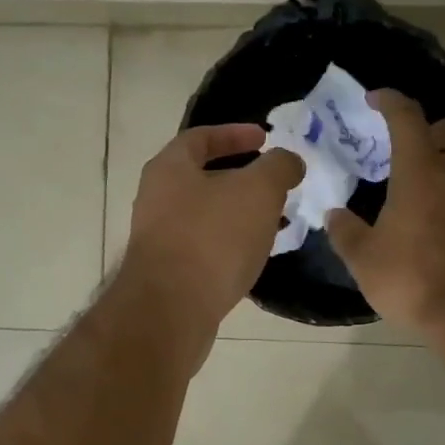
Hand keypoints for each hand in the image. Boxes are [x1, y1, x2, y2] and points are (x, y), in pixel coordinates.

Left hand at [120, 124, 303, 334]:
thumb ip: (278, 167)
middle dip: (242, 177)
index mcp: (169, 168)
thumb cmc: (213, 237)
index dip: (234, 133)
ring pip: (206, 214)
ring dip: (239, 213)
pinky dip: (231, 242)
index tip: (265, 138)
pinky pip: (205, 246)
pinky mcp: (169, 272)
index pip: (200, 137)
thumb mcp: (258, 191)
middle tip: (275, 183)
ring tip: (275, 219)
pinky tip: (255, 254)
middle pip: (202, 177)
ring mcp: (159, 237)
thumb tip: (288, 161)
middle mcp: (156, 198)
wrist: (171, 310)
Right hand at [325, 89, 444, 332]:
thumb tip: (335, 216)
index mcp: (424, 172)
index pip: (408, 118)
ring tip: (437, 202)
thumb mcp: (365, 261)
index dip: (391, 102)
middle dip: (444, 128)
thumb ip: (346, 232)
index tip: (378, 99)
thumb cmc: (415, 281)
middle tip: (424, 150)